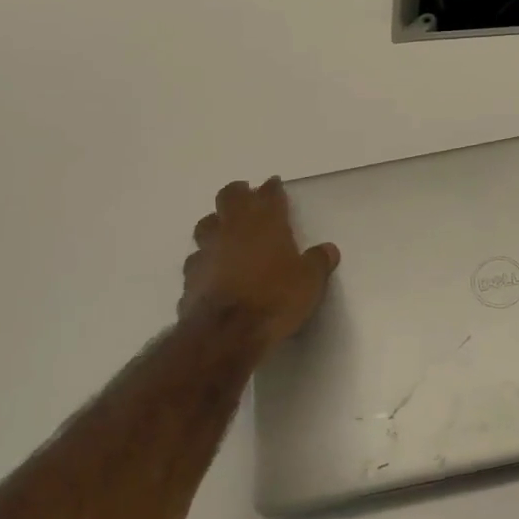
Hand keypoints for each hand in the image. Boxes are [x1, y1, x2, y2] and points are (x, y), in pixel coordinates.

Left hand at [178, 178, 339, 349]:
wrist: (227, 333)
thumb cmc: (275, 298)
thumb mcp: (310, 282)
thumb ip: (318, 262)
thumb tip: (328, 249)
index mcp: (265, 223)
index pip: (268, 195)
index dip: (272, 188)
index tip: (274, 185)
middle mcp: (232, 229)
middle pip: (228, 197)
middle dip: (238, 193)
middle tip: (245, 195)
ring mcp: (207, 251)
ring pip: (206, 225)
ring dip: (216, 223)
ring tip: (225, 230)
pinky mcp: (190, 277)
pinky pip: (197, 259)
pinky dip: (206, 259)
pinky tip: (212, 269)